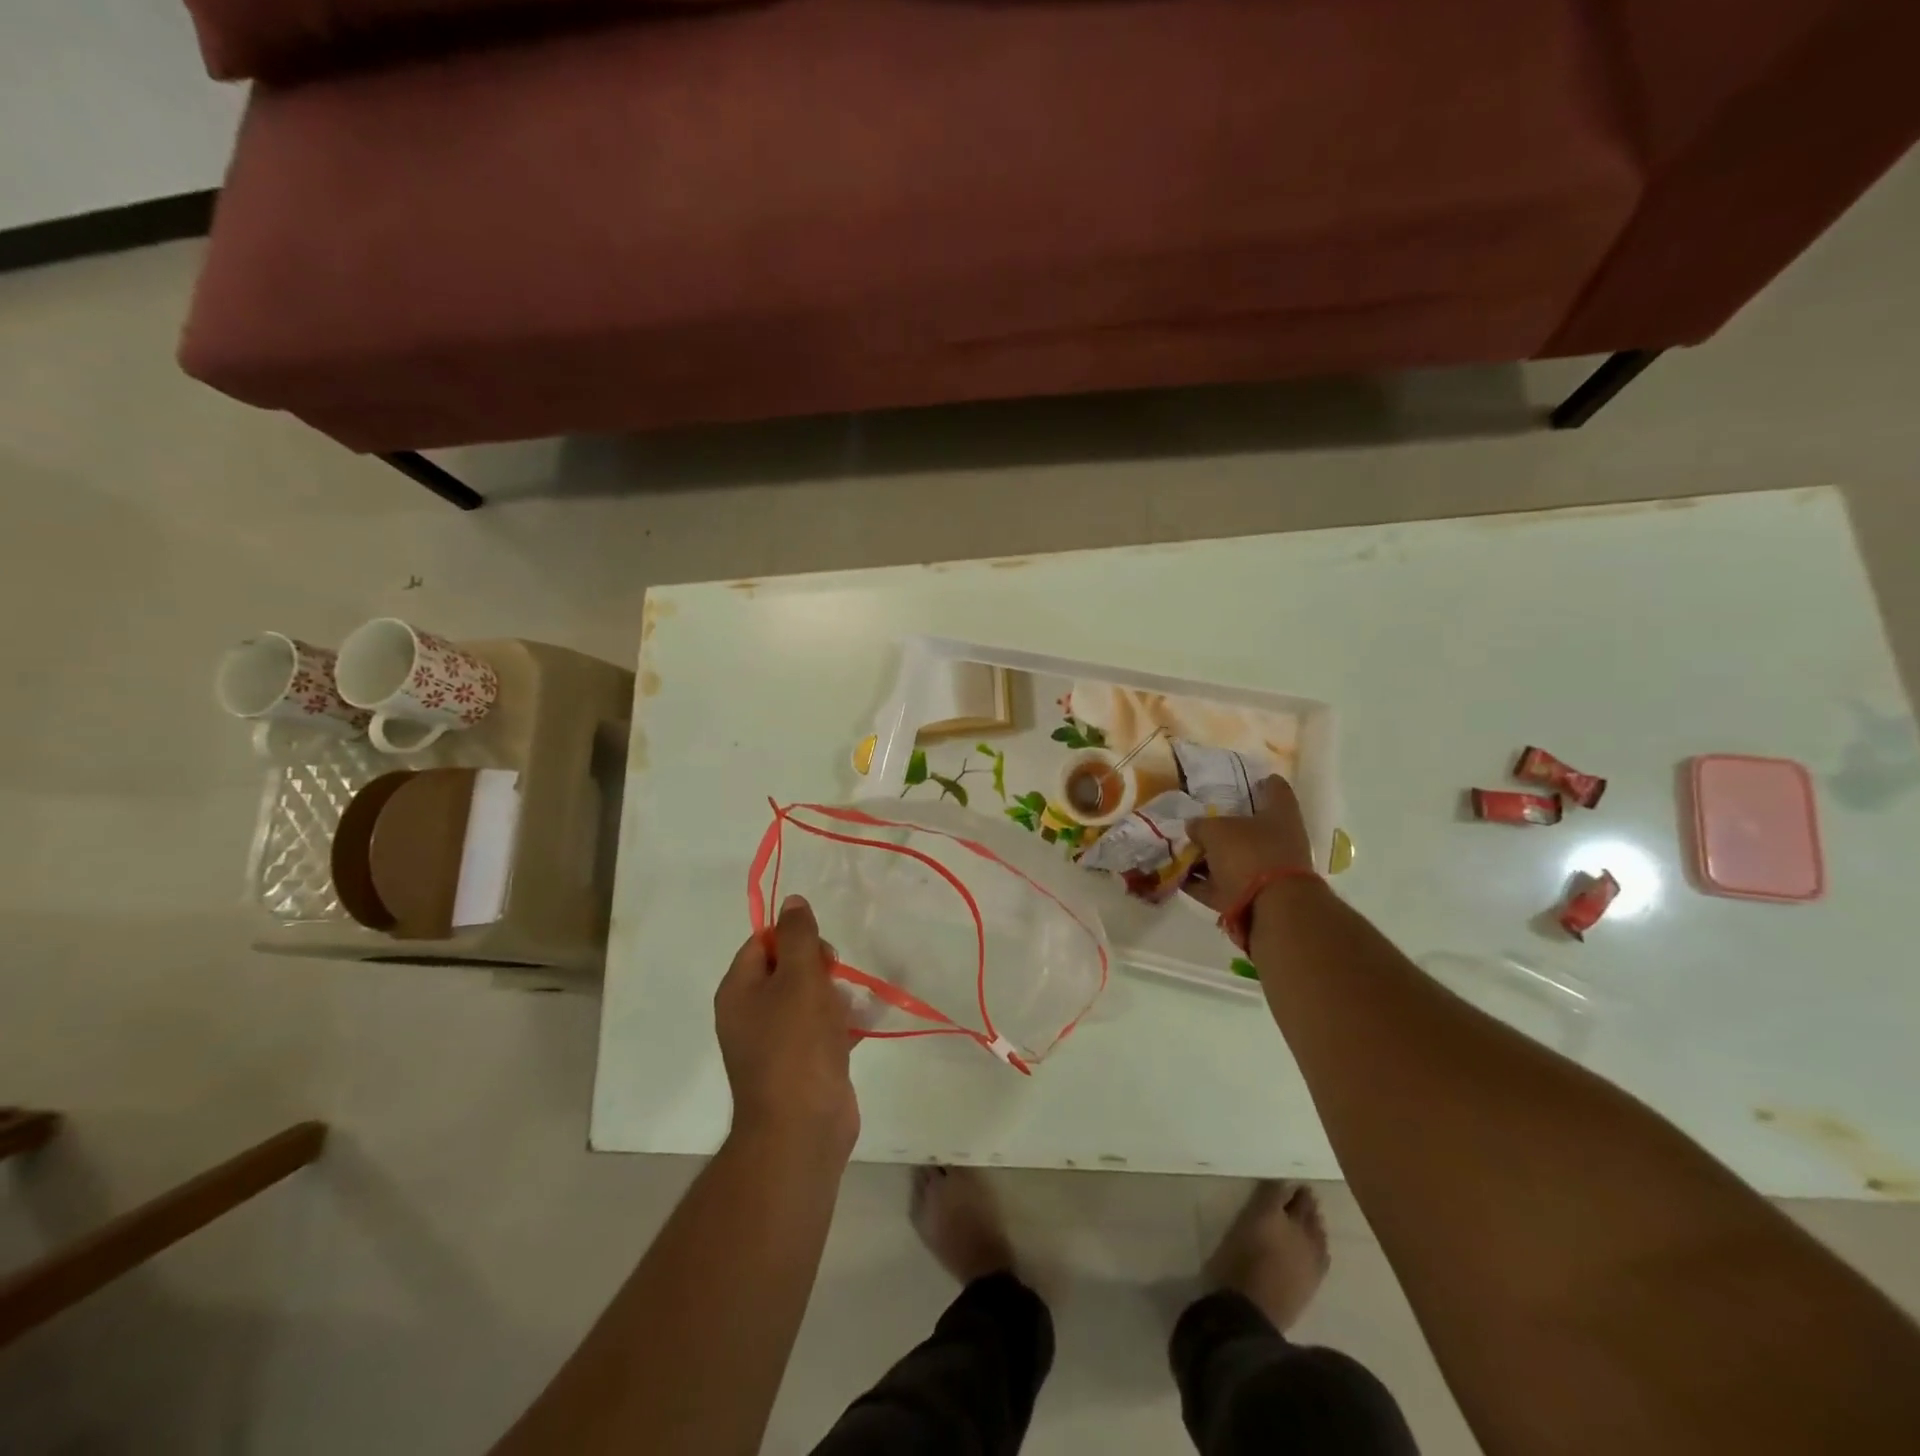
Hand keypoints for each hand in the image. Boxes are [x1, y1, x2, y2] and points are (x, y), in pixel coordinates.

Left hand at [716, 895, 859, 1161]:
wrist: (803, 1128)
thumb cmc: (796, 1044)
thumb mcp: (799, 977)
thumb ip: (798, 935)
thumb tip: (792, 901)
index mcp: (738, 991)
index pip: (762, 943)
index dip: (793, 938)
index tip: (820, 951)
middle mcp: (750, 1014)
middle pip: (787, 969)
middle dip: (818, 968)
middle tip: (835, 980)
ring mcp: (775, 1043)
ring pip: (807, 999)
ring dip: (834, 995)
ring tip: (851, 1006)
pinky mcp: (801, 1066)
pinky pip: (821, 1030)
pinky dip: (840, 1024)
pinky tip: (863, 1024)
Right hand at [1183, 774, 1314, 913]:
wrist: (1270, 909)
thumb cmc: (1249, 854)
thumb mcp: (1216, 830)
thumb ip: (1201, 825)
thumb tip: (1194, 827)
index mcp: (1280, 815)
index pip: (1276, 789)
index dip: (1263, 782)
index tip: (1250, 780)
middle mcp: (1279, 841)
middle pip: (1251, 828)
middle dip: (1226, 825)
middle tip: (1198, 819)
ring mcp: (1267, 871)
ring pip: (1234, 858)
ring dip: (1211, 857)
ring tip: (1183, 851)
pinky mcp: (1253, 897)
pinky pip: (1223, 885)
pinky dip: (1203, 882)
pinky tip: (1180, 878)